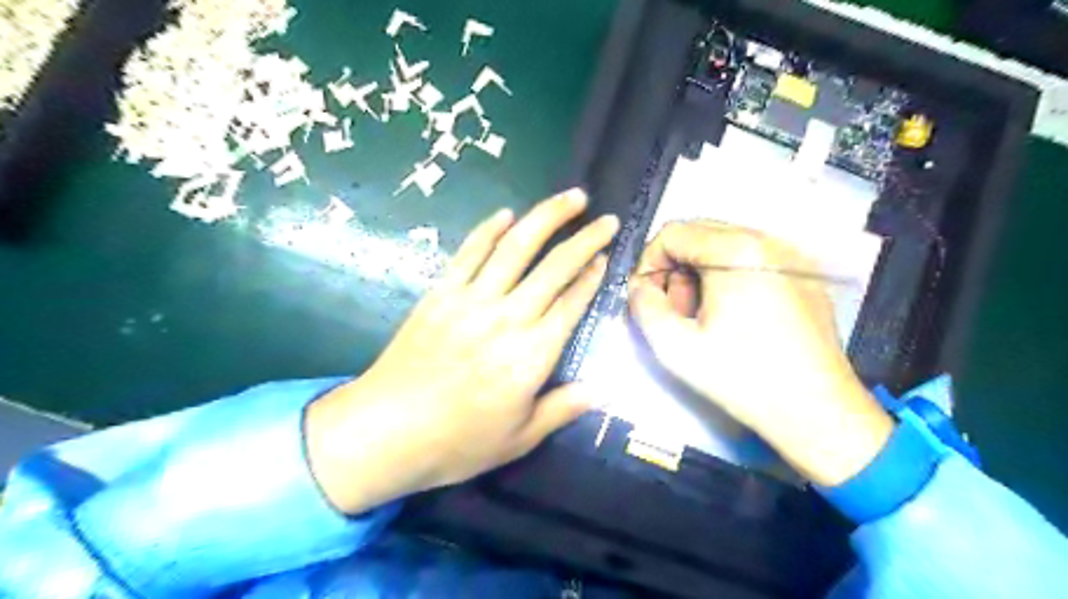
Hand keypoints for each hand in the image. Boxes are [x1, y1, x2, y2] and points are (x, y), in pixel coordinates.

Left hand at [304, 189, 617, 512]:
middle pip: (554, 267)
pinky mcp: (439, 294)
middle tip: (607, 219)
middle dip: (585, 239)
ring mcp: (470, 301)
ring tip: (571, 197)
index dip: (592, 277)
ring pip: (515, 248)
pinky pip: (469, 253)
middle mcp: (507, 318)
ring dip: (545, 218)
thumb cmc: (457, 443)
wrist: (384, 432)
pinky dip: (488, 230)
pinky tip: (507, 214)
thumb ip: (563, 409)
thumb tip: (603, 389)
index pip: (571, 304)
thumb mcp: (519, 438)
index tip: (606, 256)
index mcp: (531, 356)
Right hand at [631, 219, 893, 486]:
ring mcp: (792, 256)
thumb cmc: (743, 378)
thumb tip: (639, 286)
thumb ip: (643, 306)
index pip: (673, 233)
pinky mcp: (805, 275)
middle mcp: (767, 241)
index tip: (646, 297)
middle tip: (675, 310)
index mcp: (736, 250)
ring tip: (703, 316)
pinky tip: (734, 316)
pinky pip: (753, 260)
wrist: (818, 411)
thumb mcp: (674, 347)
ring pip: (725, 246)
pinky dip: (729, 278)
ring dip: (701, 274)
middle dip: (675, 268)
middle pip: (700, 234)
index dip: (648, 263)